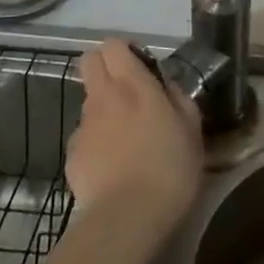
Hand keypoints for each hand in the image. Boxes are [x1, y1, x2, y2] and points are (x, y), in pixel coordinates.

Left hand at [68, 40, 203, 240]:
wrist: (128, 218)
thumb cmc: (170, 169)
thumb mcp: (191, 129)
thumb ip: (178, 98)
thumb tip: (166, 86)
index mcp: (134, 85)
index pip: (114, 45)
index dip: (125, 52)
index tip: (141, 67)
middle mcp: (103, 97)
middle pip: (89, 61)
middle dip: (105, 67)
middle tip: (127, 91)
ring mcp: (84, 125)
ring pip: (88, 101)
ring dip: (104, 109)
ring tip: (125, 139)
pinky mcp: (72, 154)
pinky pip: (84, 137)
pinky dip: (96, 143)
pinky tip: (112, 167)